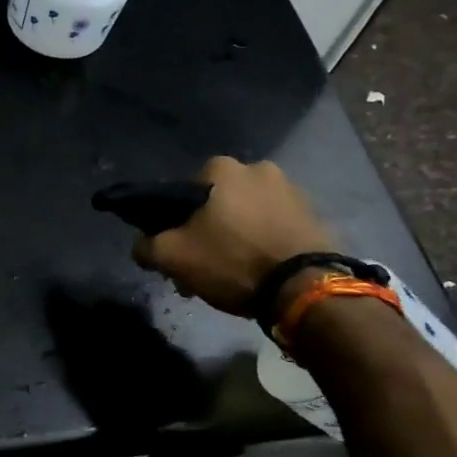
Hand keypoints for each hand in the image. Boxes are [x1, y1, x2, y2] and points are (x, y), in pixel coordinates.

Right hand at [133, 156, 335, 315]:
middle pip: (218, 203)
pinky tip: (260, 271)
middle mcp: (258, 168)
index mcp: (222, 168)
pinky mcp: (315, 215)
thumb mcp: (173, 257)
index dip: (177, 223)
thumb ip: (146, 246)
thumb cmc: (232, 261)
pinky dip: (264, 243)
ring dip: (237, 237)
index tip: (179, 249)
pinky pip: (275, 226)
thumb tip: (141, 246)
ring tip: (234, 274)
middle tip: (205, 266)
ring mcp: (292, 190)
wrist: (305, 288)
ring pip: (248, 215)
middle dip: (209, 231)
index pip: (184, 192)